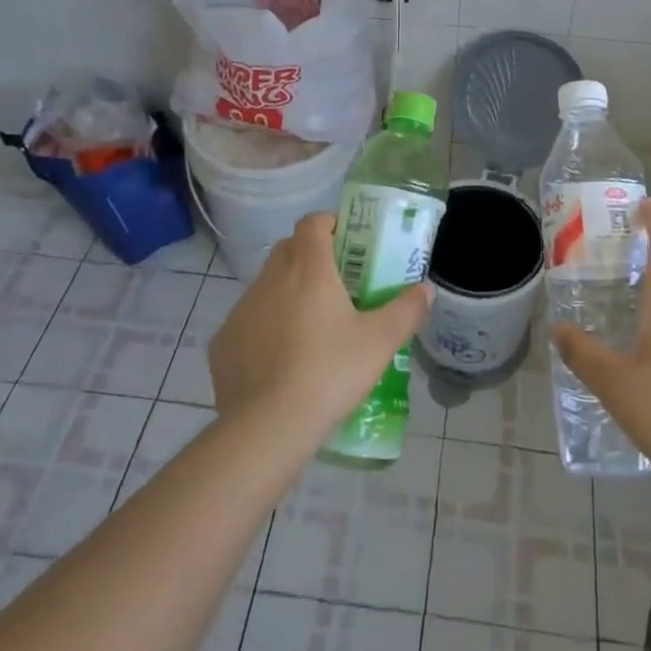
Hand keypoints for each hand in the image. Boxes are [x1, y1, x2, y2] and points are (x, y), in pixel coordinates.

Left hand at [209, 212, 432, 441]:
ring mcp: (242, 309)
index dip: (330, 225)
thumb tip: (426, 290)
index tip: (348, 246)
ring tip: (310, 329)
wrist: (267, 428)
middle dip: (311, 258)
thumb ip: (406, 310)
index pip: (313, 222)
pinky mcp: (223, 341)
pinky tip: (280, 361)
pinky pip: (248, 321)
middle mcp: (270, 278)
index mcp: (308, 268)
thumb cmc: (329, 373)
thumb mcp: (380, 343)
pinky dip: (264, 329)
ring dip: (287, 294)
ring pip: (267, 285)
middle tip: (337, 287)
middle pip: (289, 249)